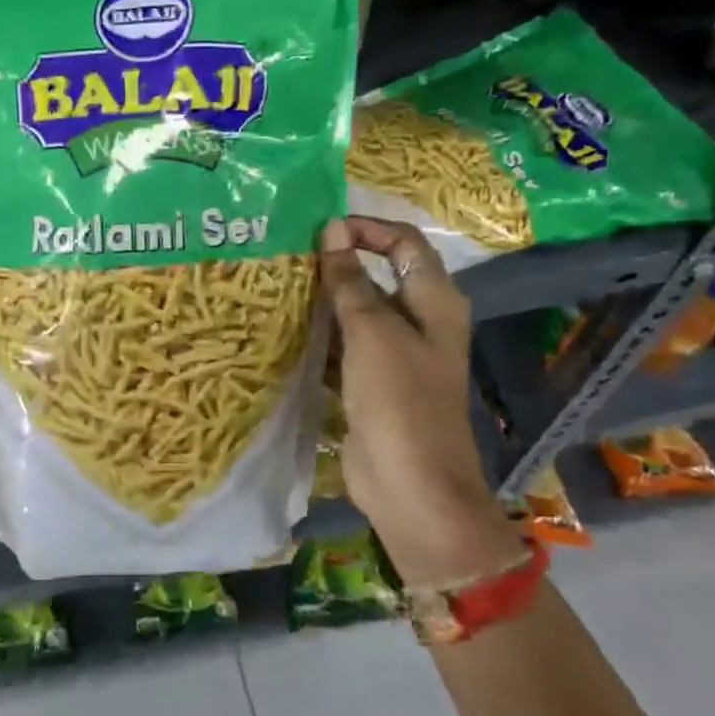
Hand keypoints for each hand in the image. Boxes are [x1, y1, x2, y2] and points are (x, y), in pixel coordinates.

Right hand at [320, 215, 520, 584]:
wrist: (410, 486)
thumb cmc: (399, 401)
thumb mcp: (372, 333)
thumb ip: (351, 282)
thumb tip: (332, 230)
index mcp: (434, 302)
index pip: (404, 243)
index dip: (366, 229)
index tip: (320, 230)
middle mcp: (419, 322)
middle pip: (379, 276)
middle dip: (338, 264)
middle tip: (289, 257)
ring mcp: (395, 355)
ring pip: (358, 313)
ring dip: (325, 301)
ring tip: (280, 287)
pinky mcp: (372, 383)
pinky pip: (344, 346)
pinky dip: (321, 335)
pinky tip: (286, 330)